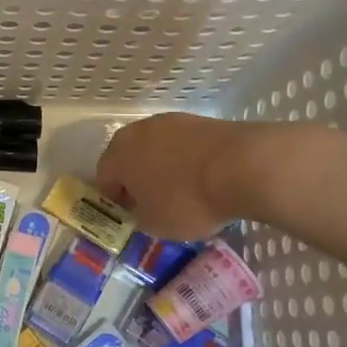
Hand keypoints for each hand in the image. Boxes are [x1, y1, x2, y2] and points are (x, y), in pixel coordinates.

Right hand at [95, 112, 265, 240]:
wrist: (243, 166)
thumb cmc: (187, 200)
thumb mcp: (155, 224)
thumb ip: (139, 217)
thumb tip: (141, 210)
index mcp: (118, 154)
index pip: (104, 178)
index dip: (113, 201)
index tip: (129, 218)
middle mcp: (138, 131)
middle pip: (129, 159)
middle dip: (137, 181)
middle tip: (152, 205)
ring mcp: (171, 122)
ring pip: (158, 150)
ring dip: (163, 169)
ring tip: (182, 193)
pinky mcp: (201, 121)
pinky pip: (184, 146)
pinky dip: (187, 162)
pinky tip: (203, 180)